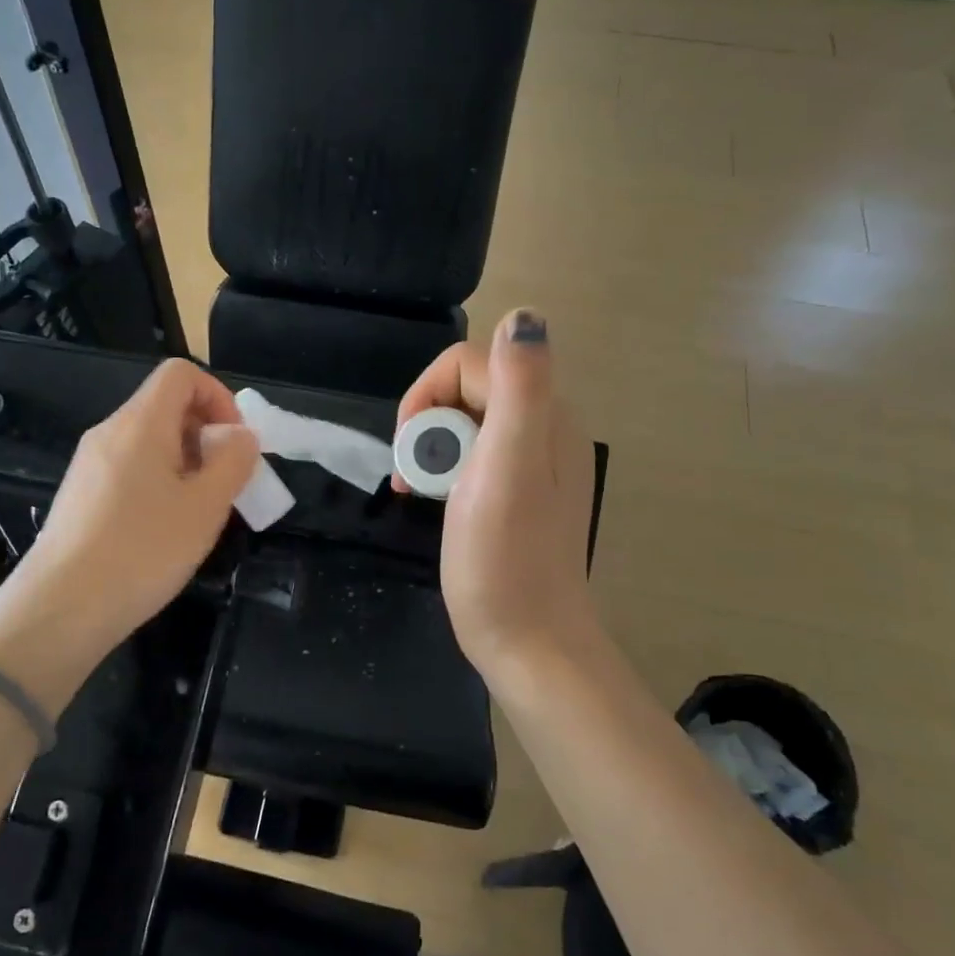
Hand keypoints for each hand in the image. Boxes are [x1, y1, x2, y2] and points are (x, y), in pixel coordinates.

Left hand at [0, 360, 257, 704]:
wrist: (61, 608)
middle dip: (206, 435)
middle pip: (166, 406)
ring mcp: (89, 464)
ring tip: (198, 513)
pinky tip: (163, 530)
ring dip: (185, 463)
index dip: (218, 396)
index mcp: (140, 423)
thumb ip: (233, 461)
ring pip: (149, 442)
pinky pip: (129, 469)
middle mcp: (109, 432)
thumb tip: (240, 436)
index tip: (234, 443)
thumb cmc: (143, 551)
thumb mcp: (206, 506)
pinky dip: (158, 483)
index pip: (181, 374)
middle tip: (224, 484)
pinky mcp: (80, 495)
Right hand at [397, 310, 602, 685]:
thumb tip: (524, 316)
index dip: (428, 391)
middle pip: (468, 388)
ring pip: (465, 423)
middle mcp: (543, 428)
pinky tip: (433, 500)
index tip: (410, 441)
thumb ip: (520, 386)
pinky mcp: (514, 493)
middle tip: (415, 472)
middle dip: (428, 420)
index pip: (473, 362)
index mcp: (544, 414)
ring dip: (431, 447)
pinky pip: (471, 456)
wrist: (526, 640)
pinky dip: (444, 469)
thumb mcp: (509, 465)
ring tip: (418, 489)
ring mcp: (530, 463)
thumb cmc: (505, 557)